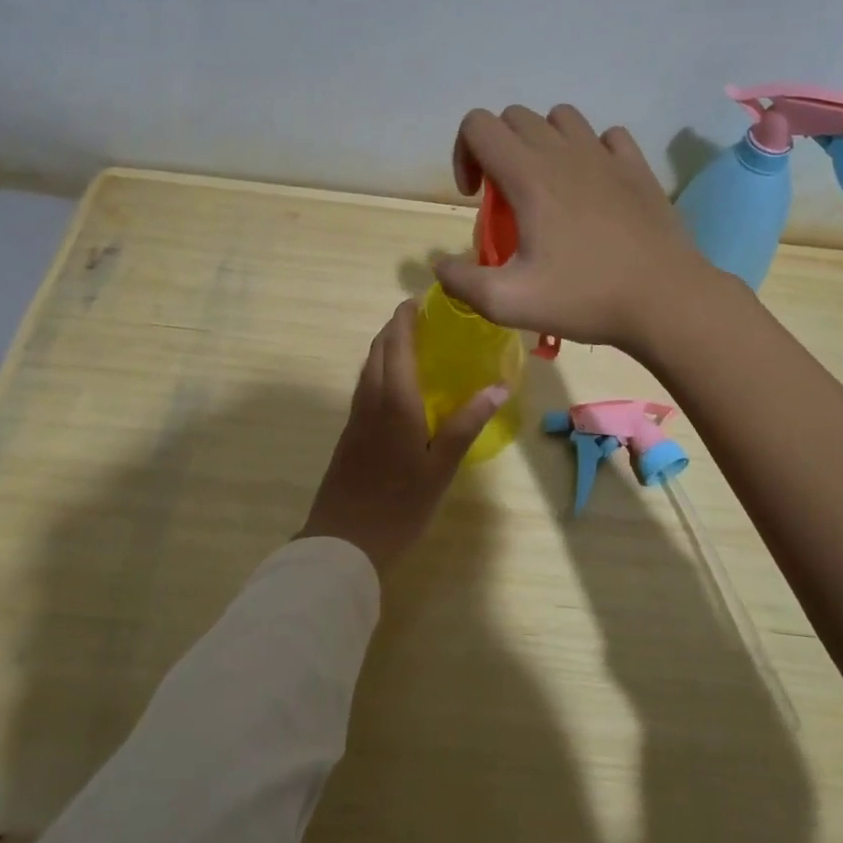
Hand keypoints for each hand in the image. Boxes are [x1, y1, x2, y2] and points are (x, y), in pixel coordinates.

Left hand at [297, 301, 506, 573]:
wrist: (343, 542)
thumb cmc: (399, 505)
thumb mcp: (440, 467)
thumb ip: (466, 424)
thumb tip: (499, 386)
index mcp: (394, 401)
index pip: (396, 345)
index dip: (405, 319)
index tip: (419, 300)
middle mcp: (370, 400)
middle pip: (377, 350)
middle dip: (395, 328)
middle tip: (421, 318)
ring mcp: (356, 417)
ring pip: (368, 368)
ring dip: (385, 347)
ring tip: (411, 344)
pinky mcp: (350, 434)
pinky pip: (365, 386)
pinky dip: (380, 370)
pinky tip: (397, 386)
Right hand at [435, 104, 718, 352]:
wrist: (665, 300)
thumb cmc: (584, 298)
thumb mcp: (507, 302)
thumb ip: (461, 281)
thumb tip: (439, 264)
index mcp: (529, 175)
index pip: (478, 124)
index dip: (464, 154)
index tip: (476, 198)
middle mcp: (565, 152)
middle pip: (515, 117)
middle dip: (498, 149)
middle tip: (507, 199)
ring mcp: (606, 155)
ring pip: (561, 117)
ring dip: (543, 142)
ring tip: (547, 187)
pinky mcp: (638, 167)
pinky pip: (606, 136)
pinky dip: (590, 151)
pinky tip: (593, 187)